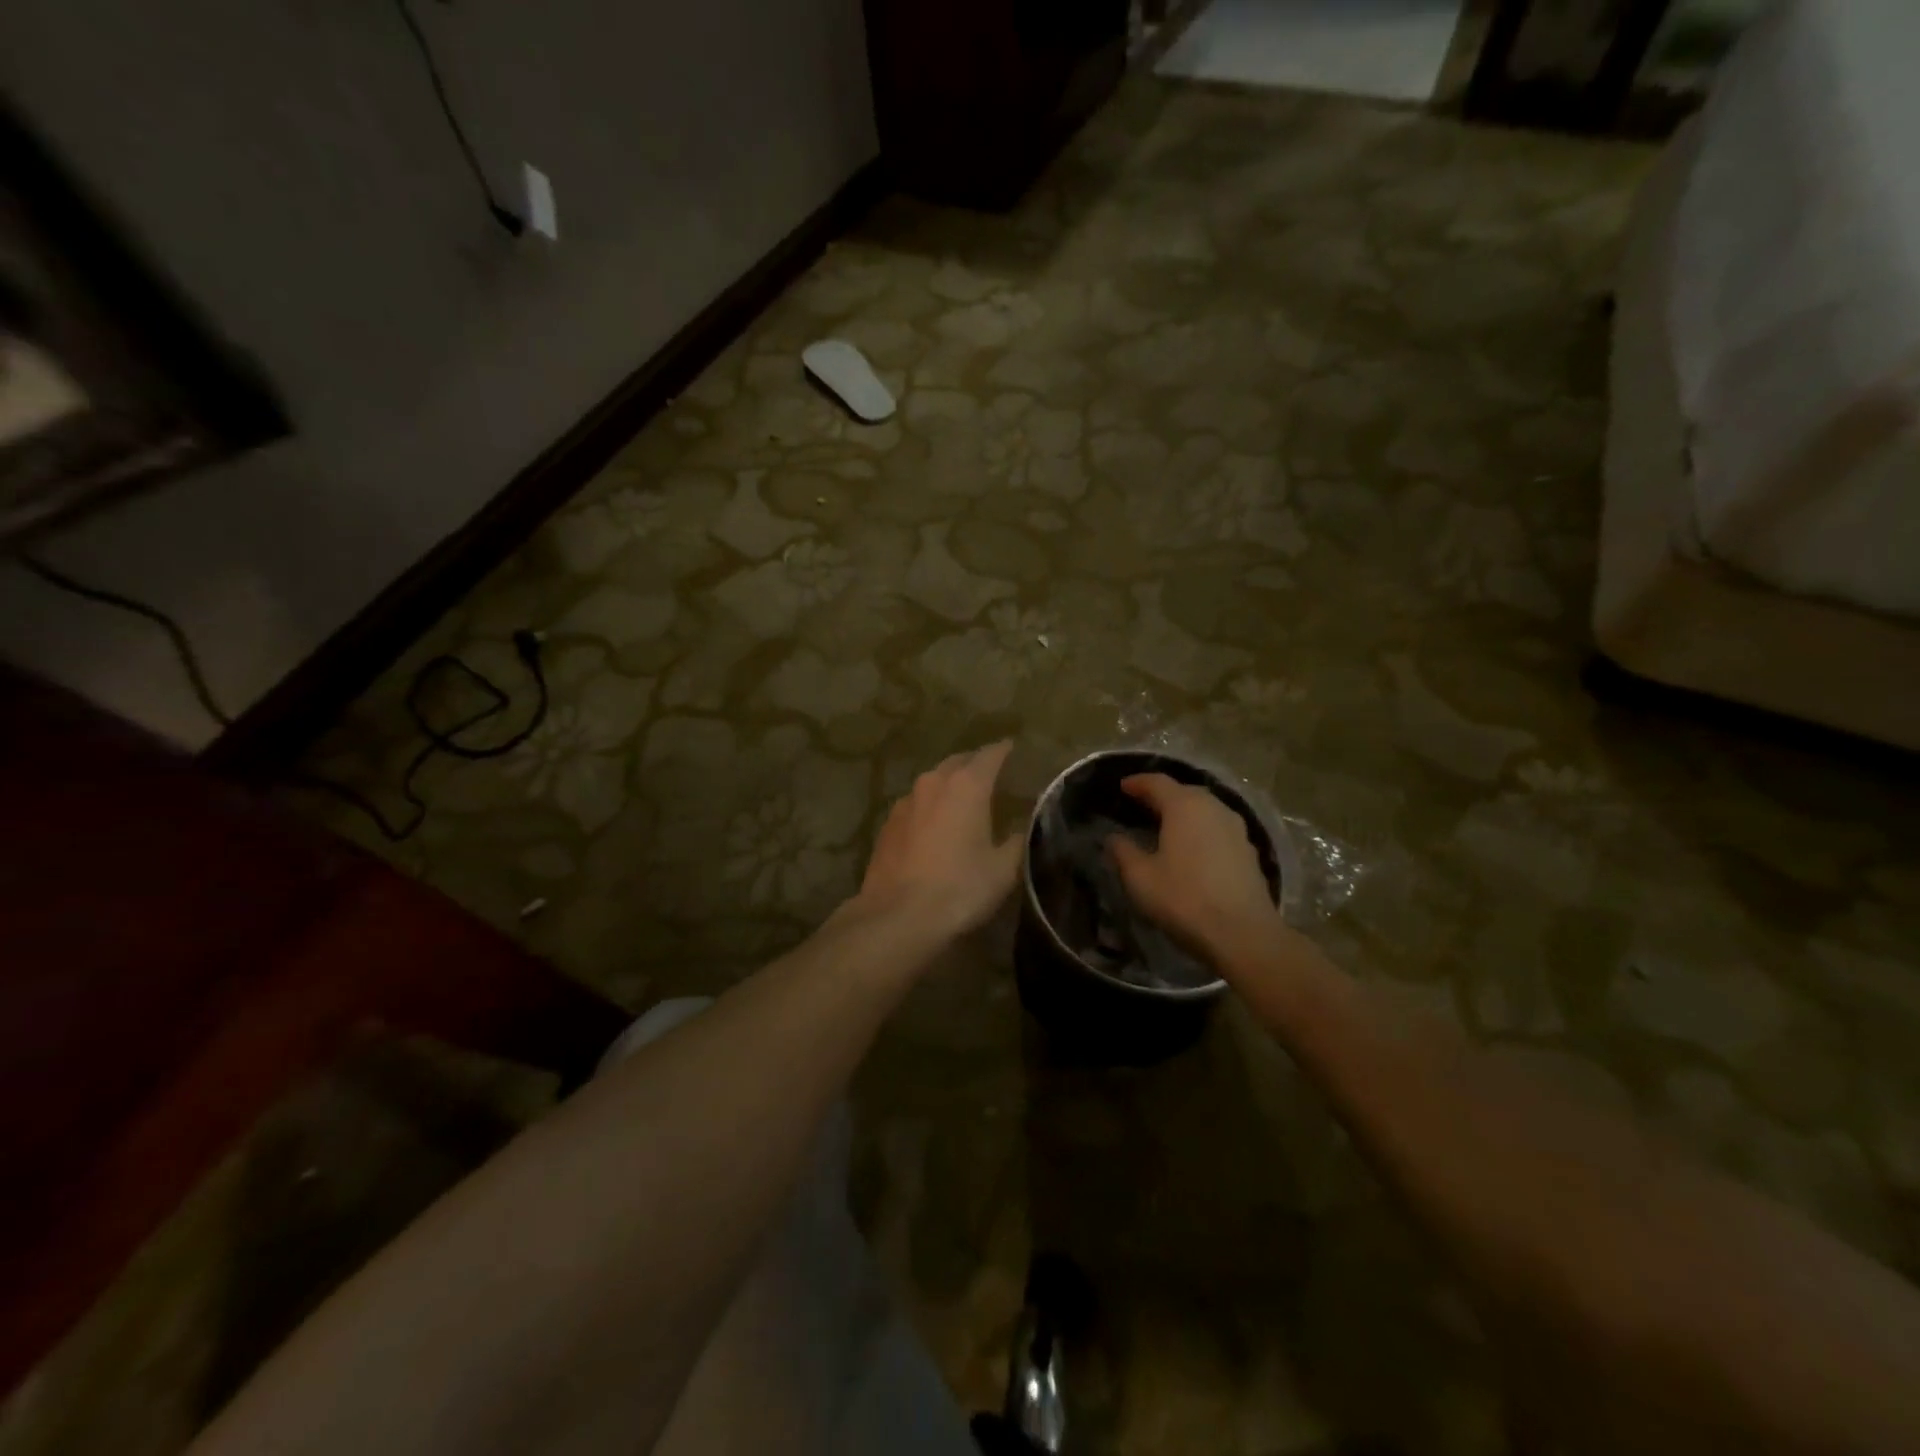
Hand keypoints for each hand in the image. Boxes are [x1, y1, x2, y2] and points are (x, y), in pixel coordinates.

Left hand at [855, 741, 1023, 936]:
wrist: (898, 916)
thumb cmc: (960, 888)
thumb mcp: (1003, 869)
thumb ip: (1018, 840)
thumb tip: (1025, 826)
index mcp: (967, 785)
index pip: (990, 754)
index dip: (1004, 750)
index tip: (1014, 749)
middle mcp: (933, 782)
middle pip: (959, 762)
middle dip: (976, 764)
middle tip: (992, 775)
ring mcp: (905, 801)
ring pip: (933, 781)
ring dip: (950, 784)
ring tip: (964, 799)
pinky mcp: (887, 823)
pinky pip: (916, 804)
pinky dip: (930, 806)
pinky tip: (934, 825)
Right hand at [1107, 774, 1277, 958]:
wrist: (1243, 934)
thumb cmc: (1184, 899)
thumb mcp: (1140, 878)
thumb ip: (1123, 852)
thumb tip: (1114, 838)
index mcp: (1185, 806)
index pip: (1158, 782)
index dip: (1138, 782)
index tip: (1122, 787)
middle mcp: (1214, 808)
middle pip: (1185, 792)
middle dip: (1162, 795)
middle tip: (1142, 805)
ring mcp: (1236, 829)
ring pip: (1205, 810)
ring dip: (1185, 813)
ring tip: (1167, 826)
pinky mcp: (1249, 851)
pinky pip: (1219, 829)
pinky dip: (1202, 831)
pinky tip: (1193, 849)